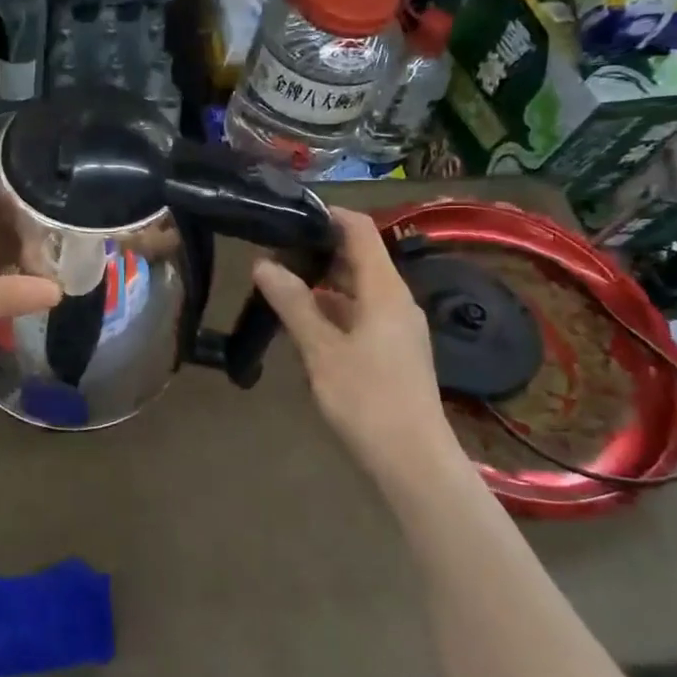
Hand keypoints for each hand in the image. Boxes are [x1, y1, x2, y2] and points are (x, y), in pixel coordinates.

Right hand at [252, 208, 460, 488]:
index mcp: (385, 290)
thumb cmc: (367, 399)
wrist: (412, 461)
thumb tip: (263, 264)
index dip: (327, 215)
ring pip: (356, 288)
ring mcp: (396, 327)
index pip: (360, 230)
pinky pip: (359, 314)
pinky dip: (331, 309)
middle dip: (316, 250)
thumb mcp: (322, 350)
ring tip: (278, 284)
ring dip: (321, 282)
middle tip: (271, 252)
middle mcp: (395, 300)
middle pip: (358, 258)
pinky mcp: (391, 351)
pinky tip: (301, 323)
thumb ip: (293, 304)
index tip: (287, 215)